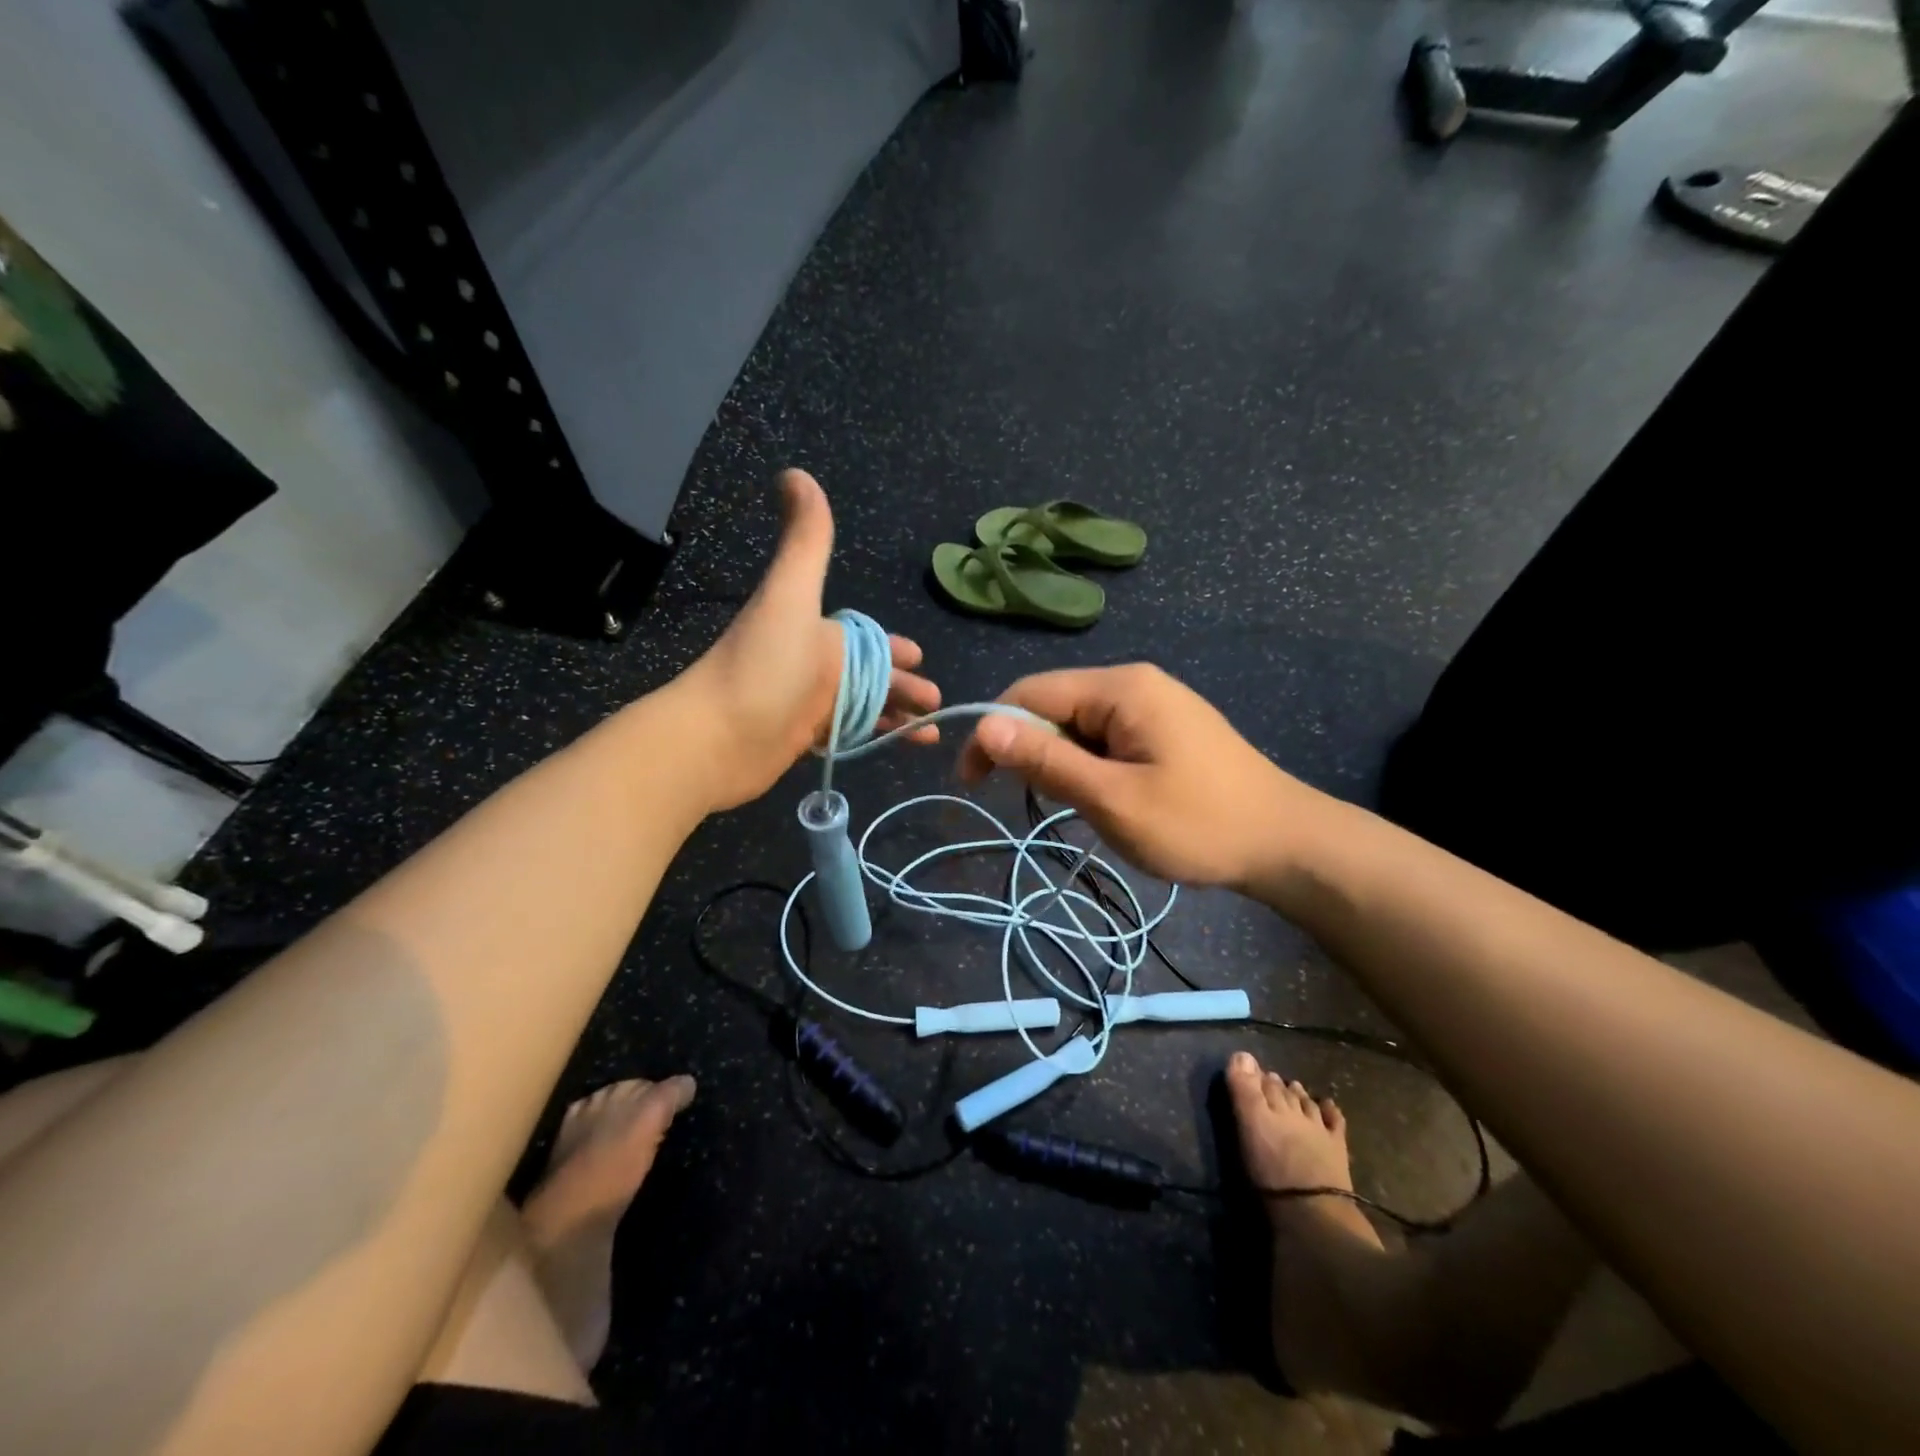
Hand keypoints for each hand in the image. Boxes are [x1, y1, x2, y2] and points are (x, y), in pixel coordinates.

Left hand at [676, 469, 939, 810]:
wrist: (716, 737)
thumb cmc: (763, 665)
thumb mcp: (791, 596)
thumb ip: (806, 541)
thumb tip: (794, 471)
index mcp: (817, 633)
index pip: (866, 639)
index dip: (894, 648)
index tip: (920, 657)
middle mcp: (814, 667)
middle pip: (871, 677)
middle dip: (904, 687)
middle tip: (936, 702)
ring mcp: (807, 707)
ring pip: (863, 709)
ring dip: (896, 717)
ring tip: (929, 734)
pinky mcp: (801, 742)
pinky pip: (847, 737)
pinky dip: (872, 740)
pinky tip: (895, 748)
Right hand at [958, 664, 1317, 887]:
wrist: (1287, 844)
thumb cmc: (1199, 824)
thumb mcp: (1113, 799)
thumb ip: (1047, 761)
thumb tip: (984, 726)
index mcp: (1120, 688)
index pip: (1031, 692)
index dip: (992, 732)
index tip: (972, 783)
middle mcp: (1133, 683)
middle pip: (1054, 704)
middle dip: (1030, 749)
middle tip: (1031, 803)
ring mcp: (1153, 704)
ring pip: (1078, 725)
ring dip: (1061, 762)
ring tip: (1078, 806)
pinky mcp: (1164, 728)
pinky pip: (1105, 737)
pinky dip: (1088, 766)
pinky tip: (1102, 797)